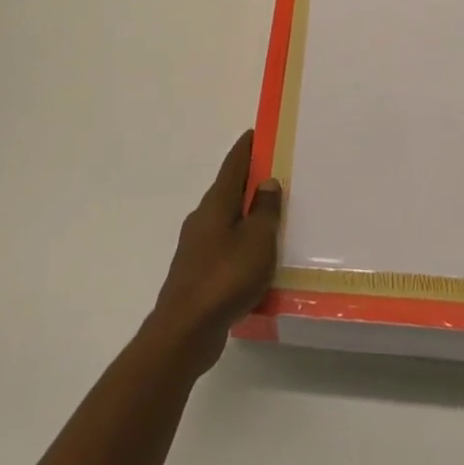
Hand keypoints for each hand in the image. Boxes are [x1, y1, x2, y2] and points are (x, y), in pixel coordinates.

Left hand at [149, 130, 281, 371]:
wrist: (185, 331)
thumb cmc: (225, 277)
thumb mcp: (257, 240)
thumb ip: (265, 210)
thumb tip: (267, 182)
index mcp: (216, 204)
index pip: (233, 165)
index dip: (246, 148)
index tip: (257, 133)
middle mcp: (202, 219)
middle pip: (229, 191)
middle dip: (250, 182)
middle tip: (278, 175)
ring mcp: (197, 248)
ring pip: (228, 222)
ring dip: (248, 216)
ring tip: (275, 219)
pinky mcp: (198, 274)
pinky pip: (226, 249)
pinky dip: (243, 245)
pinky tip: (259, 260)